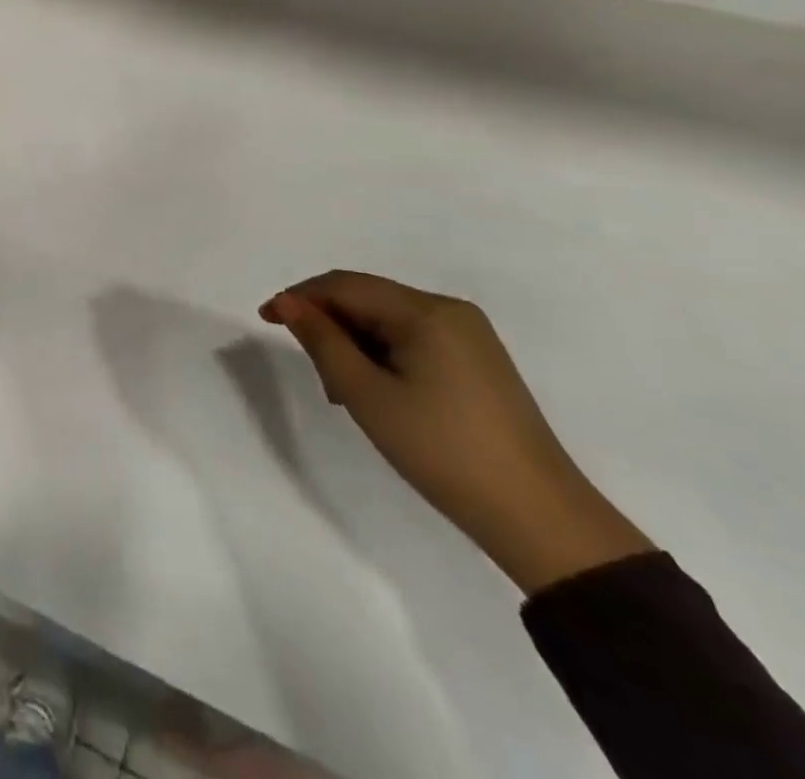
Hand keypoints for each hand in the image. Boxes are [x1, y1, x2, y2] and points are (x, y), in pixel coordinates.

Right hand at [261, 272, 651, 594]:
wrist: (539, 518)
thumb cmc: (442, 450)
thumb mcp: (366, 395)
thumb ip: (322, 341)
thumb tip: (288, 303)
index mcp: (427, 311)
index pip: (345, 285)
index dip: (300, 296)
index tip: (265, 320)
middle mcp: (450, 311)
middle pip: (368, 300)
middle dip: (329, 326)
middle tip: (314, 374)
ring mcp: (469, 336)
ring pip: (388, 322)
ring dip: (354, 345)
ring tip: (343, 393)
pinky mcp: (478, 362)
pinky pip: (413, 340)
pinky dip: (383, 357)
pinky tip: (377, 393)